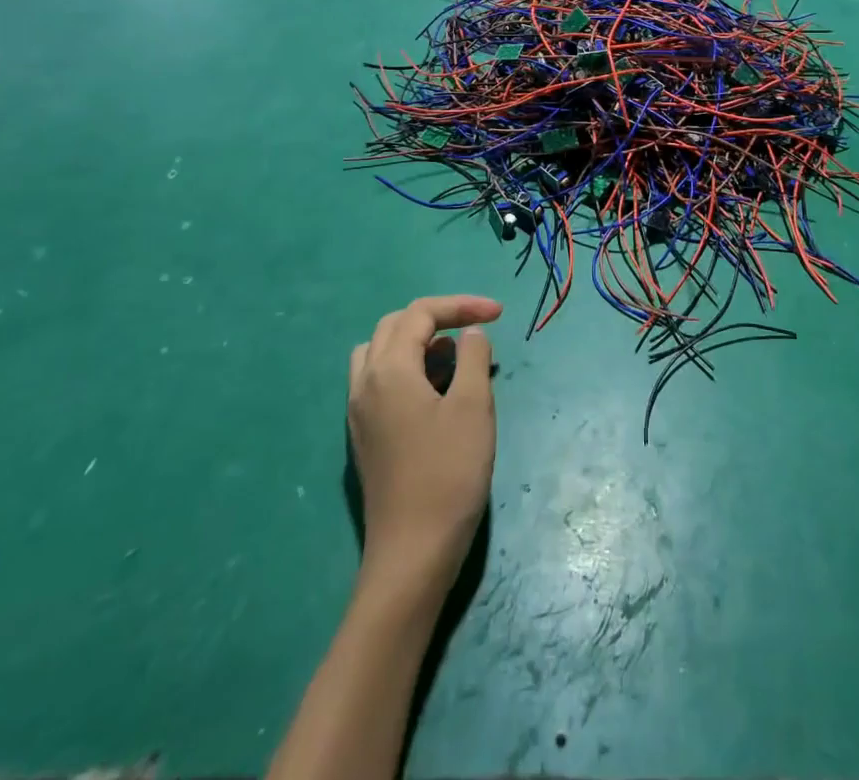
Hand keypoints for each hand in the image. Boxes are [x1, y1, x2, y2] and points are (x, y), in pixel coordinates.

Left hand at [349, 295, 500, 601]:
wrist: (412, 553)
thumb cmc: (448, 473)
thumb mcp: (473, 406)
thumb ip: (472, 358)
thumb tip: (469, 334)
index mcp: (388, 370)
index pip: (420, 314)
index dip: (461, 305)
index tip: (499, 314)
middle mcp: (365, 383)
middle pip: (394, 326)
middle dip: (437, 318)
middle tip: (475, 329)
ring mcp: (359, 412)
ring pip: (381, 353)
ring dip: (418, 343)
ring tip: (454, 358)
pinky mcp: (364, 436)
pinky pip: (380, 380)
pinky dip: (408, 369)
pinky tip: (436, 393)